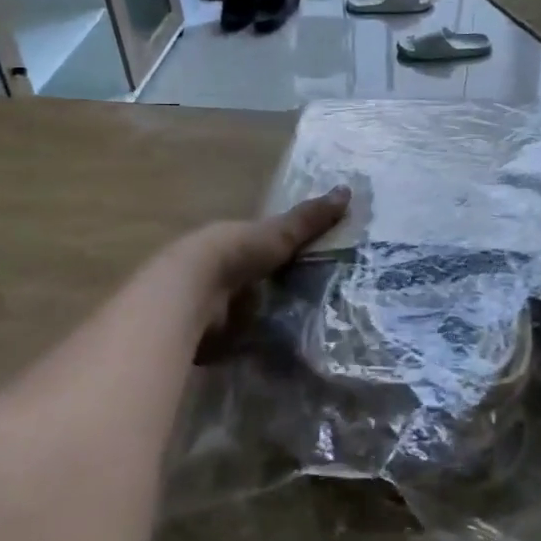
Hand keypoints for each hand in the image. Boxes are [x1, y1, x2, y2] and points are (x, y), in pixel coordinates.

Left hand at [168, 187, 350, 343]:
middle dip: (280, 289)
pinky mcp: (213, 337)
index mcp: (234, 241)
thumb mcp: (279, 233)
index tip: (318, 264)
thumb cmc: (236, 253)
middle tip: (322, 301)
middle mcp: (223, 271)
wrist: (192, 294)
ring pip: (249, 310)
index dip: (287, 253)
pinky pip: (242, 339)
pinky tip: (284, 351)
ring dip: (269, 317)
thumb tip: (348, 189)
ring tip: (312, 330)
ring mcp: (215, 305)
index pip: (264, 247)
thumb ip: (309, 219)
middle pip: (258, 280)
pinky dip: (259, 344)